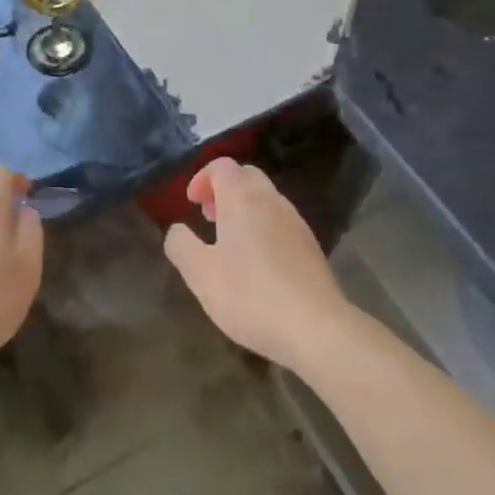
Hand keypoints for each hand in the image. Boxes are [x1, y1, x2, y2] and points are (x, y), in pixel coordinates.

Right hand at [165, 158, 351, 370]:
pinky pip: (280, 221)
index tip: (191, 204)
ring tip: (229, 243)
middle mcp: (271, 200)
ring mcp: (296, 222)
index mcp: (242, 198)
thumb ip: (181, 245)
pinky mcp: (311, 246)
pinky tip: (257, 264)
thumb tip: (177, 230)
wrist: (316, 328)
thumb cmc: (250, 295)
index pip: (222, 166)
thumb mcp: (201, 274)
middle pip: (246, 176)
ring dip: (244, 209)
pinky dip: (262, 227)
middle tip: (208, 218)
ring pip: (266, 198)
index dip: (202, 178)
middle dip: (223, 189)